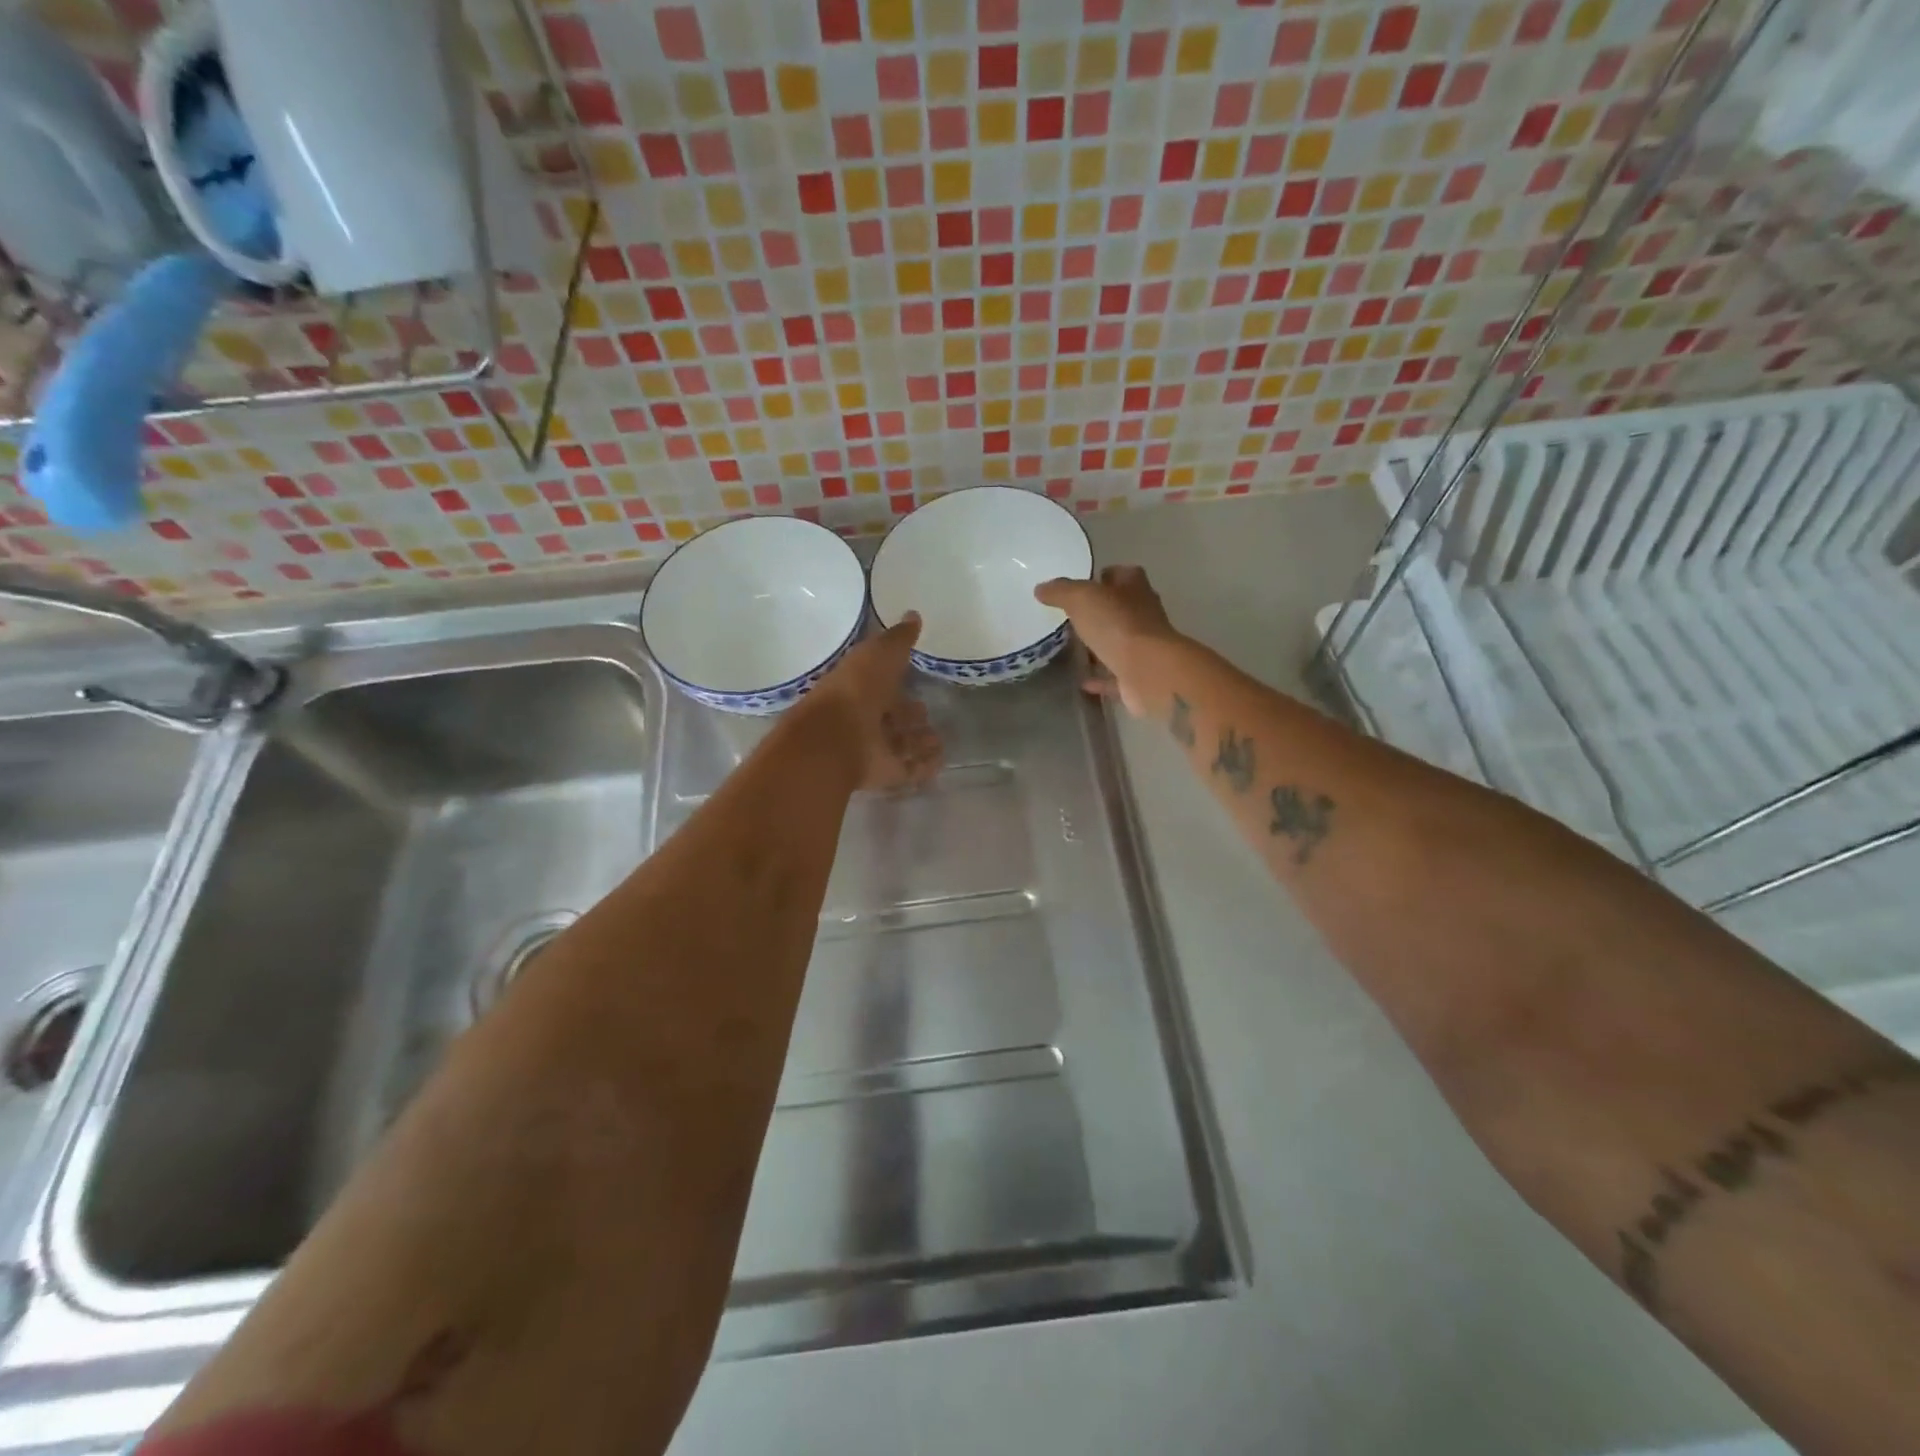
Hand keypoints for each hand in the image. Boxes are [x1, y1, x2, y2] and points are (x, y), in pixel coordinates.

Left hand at [806, 614, 942, 790]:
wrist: (836, 738)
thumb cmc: (857, 689)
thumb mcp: (879, 653)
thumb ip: (898, 638)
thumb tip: (913, 614)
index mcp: (859, 688)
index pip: (882, 685)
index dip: (898, 683)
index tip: (918, 682)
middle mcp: (864, 719)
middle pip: (890, 717)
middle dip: (909, 716)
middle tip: (928, 712)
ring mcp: (873, 749)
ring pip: (899, 744)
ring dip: (918, 741)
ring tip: (938, 738)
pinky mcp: (884, 774)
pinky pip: (909, 769)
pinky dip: (925, 765)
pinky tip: (940, 759)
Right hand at [1034, 565, 1182, 716]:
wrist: (1148, 671)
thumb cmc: (1117, 624)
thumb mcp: (1081, 598)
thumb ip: (1060, 591)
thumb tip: (1041, 588)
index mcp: (1134, 587)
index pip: (1120, 574)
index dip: (1102, 576)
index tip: (1080, 585)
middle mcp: (1143, 613)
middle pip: (1119, 607)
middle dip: (1099, 611)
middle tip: (1070, 616)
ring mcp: (1143, 646)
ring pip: (1118, 641)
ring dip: (1100, 644)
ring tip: (1073, 647)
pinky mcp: (1138, 675)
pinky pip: (1115, 674)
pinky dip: (1101, 677)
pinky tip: (1082, 681)